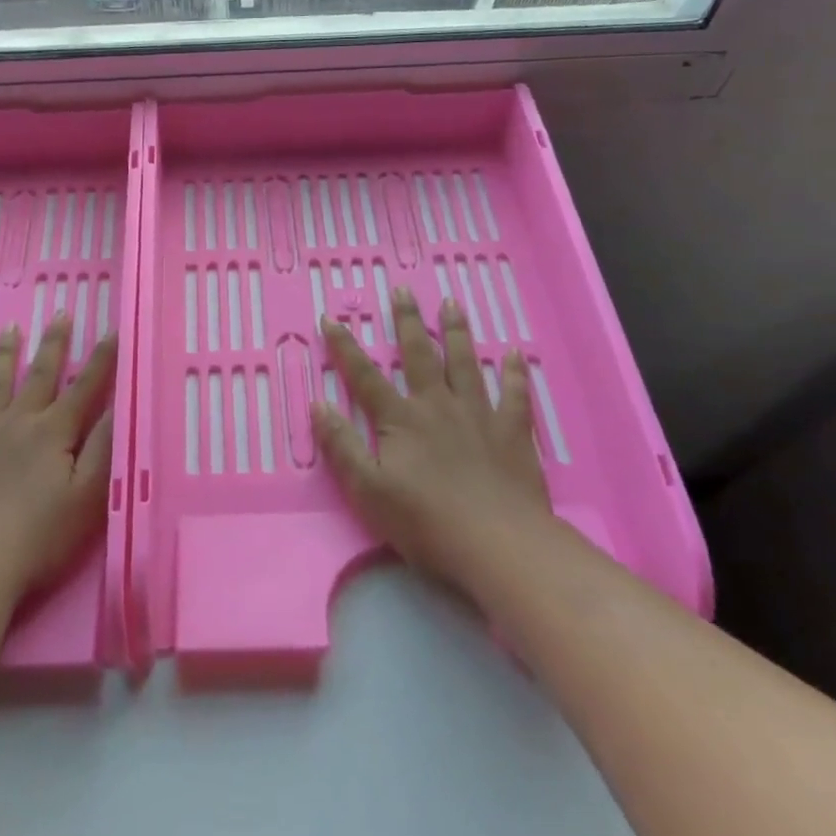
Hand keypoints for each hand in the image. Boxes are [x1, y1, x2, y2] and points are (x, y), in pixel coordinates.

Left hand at [0, 315, 115, 600]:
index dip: (102, 359)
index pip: (85, 386)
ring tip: (10, 329)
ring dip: (5, 354)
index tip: (113, 329)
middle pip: (39, 375)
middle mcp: (16, 422)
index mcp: (53, 432)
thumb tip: (120, 405)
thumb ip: (103, 448)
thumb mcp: (86, 497)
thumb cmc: (37, 538)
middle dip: (54, 343)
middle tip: (59, 313)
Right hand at [313, 289, 549, 594]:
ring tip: (452, 304)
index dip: (344, 347)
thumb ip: (341, 446)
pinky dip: (516, 373)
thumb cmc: (425, 521)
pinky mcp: (512, 432)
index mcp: (400, 419)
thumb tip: (318, 405)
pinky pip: (515, 395)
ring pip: (466, 363)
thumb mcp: (367, 490)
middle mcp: (438, 405)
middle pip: (420, 355)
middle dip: (407, 322)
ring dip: (457, 332)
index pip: (364, 376)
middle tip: (402, 291)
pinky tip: (517, 353)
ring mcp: (478, 415)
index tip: (330, 318)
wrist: (497, 544)